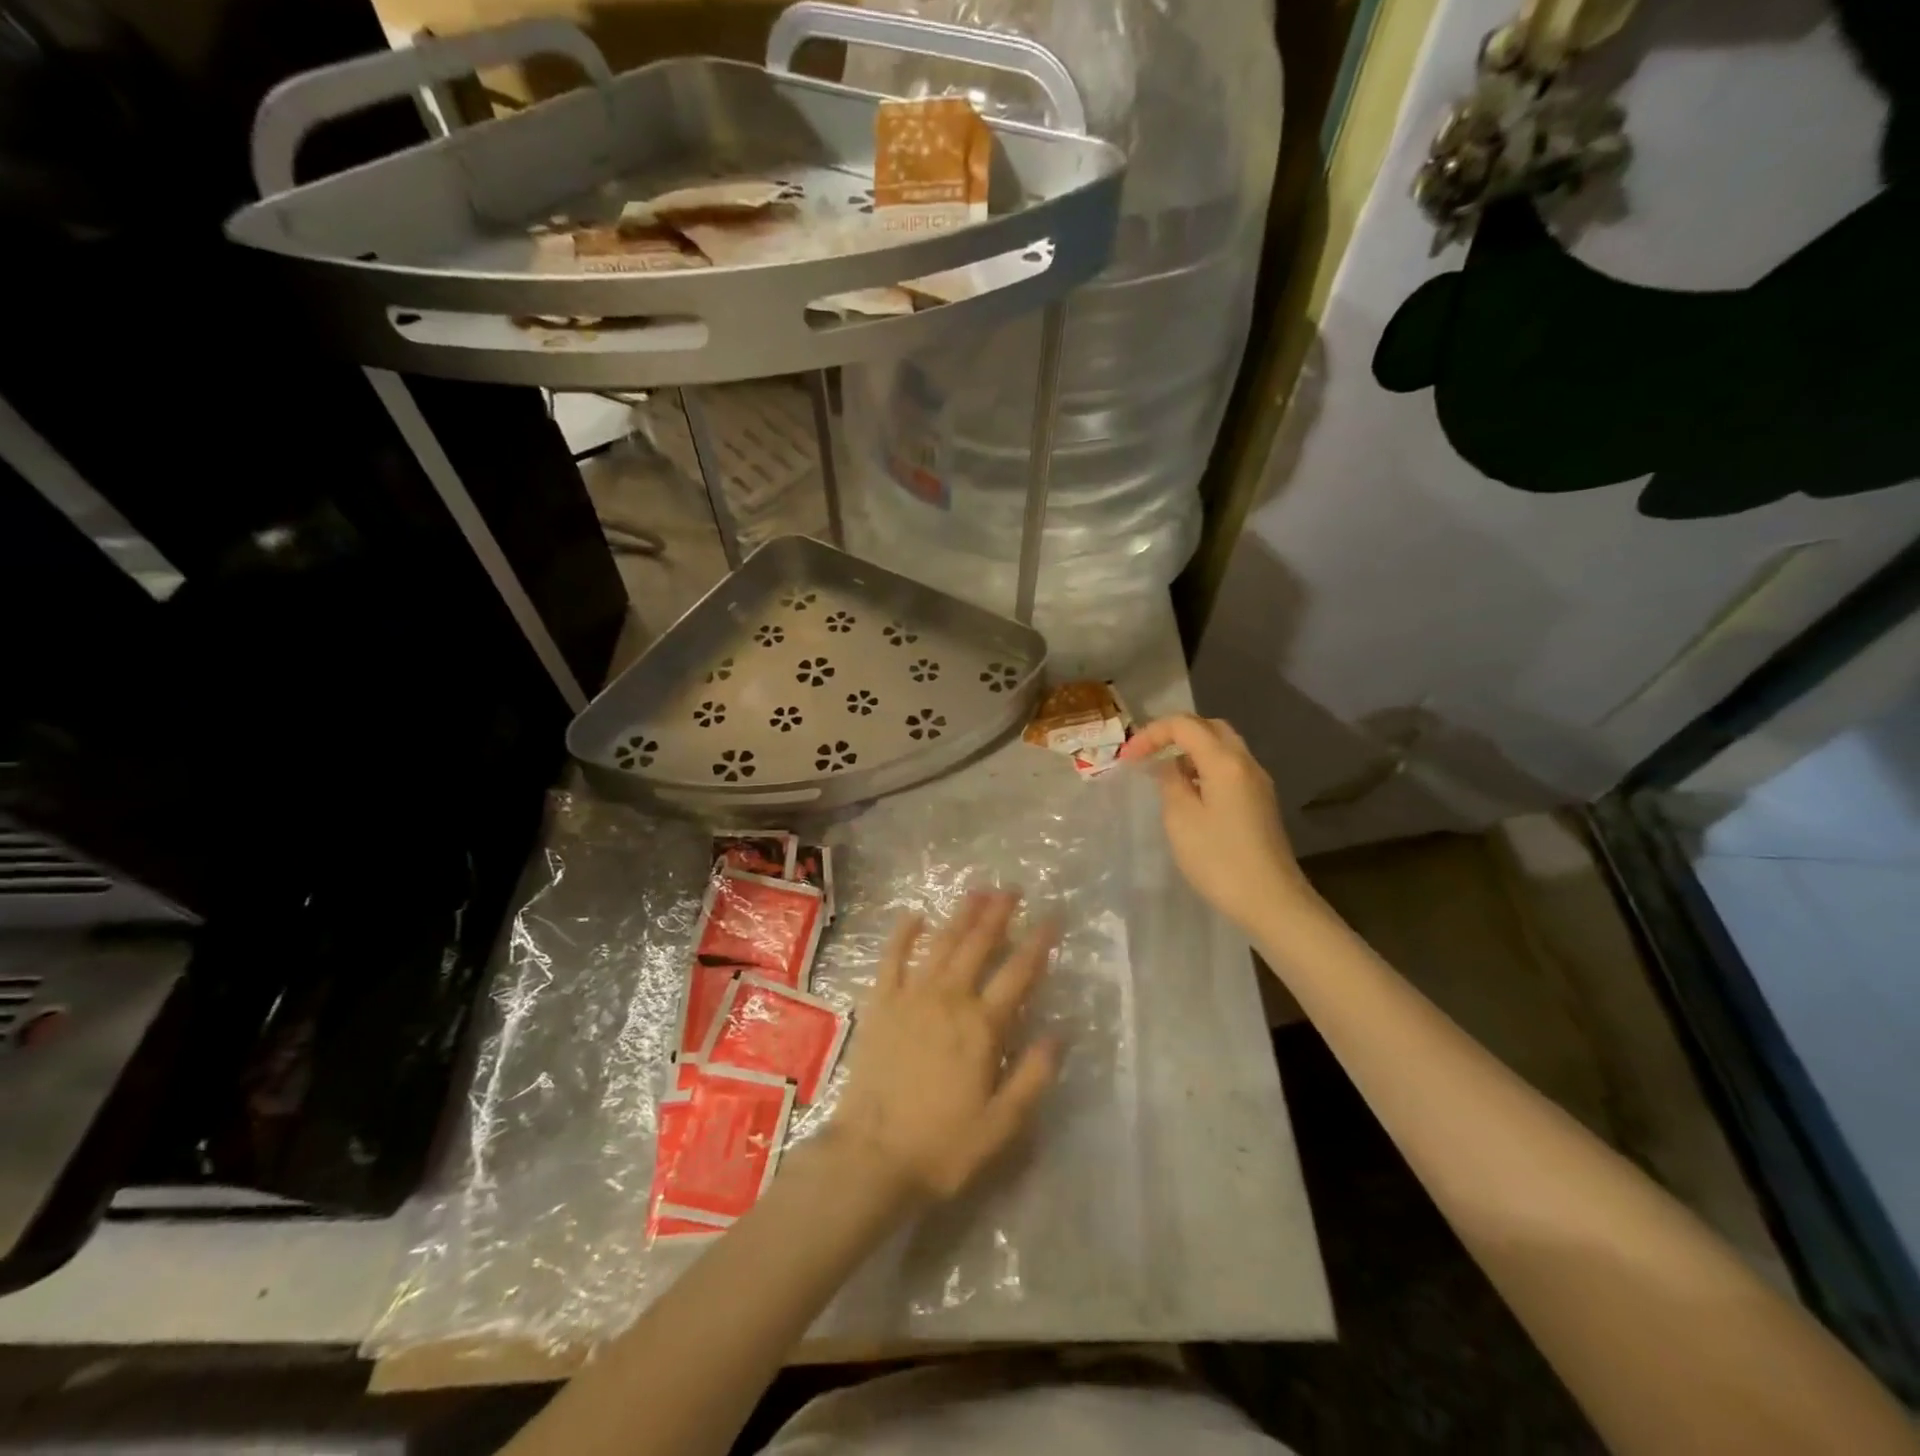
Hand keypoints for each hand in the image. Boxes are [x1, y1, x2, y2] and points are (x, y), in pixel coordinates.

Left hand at [833, 892, 1058, 1200]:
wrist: (871, 1157)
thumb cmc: (942, 1146)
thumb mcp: (1001, 1124)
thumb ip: (1034, 1076)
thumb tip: (1059, 1033)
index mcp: (982, 1026)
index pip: (1018, 973)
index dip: (1038, 943)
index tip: (1053, 917)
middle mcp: (949, 999)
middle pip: (978, 945)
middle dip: (998, 914)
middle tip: (1012, 889)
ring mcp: (910, 997)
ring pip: (941, 943)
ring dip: (960, 915)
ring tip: (977, 891)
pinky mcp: (880, 1004)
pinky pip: (892, 958)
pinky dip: (903, 934)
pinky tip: (914, 915)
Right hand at [1119, 714, 1310, 931]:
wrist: (1271, 901)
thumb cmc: (1219, 859)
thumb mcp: (1180, 819)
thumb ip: (1170, 782)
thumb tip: (1169, 767)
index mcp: (1225, 762)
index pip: (1184, 725)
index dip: (1151, 733)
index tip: (1127, 758)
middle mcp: (1245, 763)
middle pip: (1209, 728)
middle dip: (1174, 733)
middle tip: (1147, 754)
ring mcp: (1257, 783)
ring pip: (1222, 747)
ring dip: (1190, 751)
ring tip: (1164, 773)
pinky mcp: (1260, 802)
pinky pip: (1229, 768)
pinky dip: (1204, 768)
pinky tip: (1189, 793)